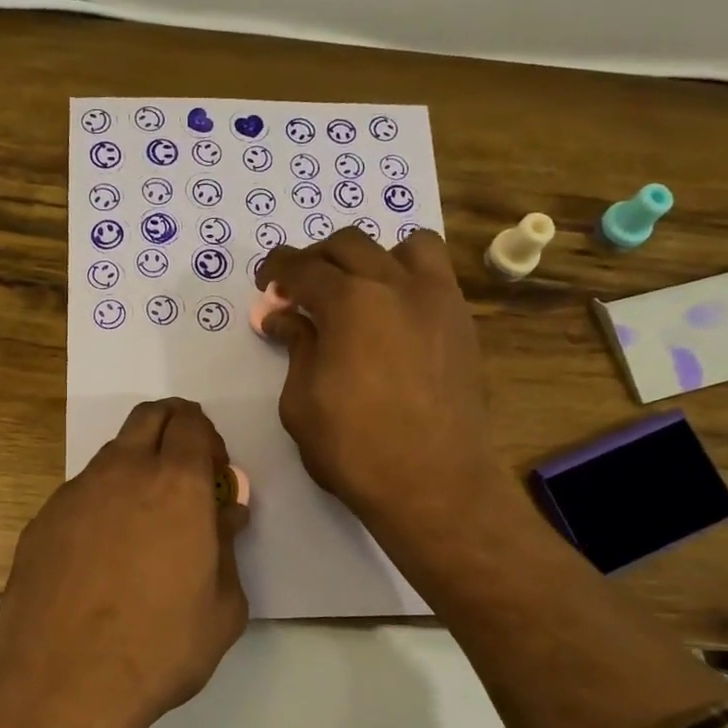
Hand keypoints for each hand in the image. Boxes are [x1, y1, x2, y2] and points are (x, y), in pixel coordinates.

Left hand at [0, 398, 248, 727]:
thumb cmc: (160, 647)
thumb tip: (225, 514)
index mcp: (177, 484)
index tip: (214, 474)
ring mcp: (74, 493)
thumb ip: (228, 548)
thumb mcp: (223, 607)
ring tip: (143, 524)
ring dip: (135, 468)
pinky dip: (100, 505)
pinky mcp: (41, 522)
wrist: (64, 683)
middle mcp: (123, 473)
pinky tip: (101, 556)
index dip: (208, 439)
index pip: (193, 423)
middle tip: (185, 472)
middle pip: (149, 417)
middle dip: (173, 427)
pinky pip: (80, 495)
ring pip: (111, 455)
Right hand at [257, 229, 507, 567]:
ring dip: (372, 257)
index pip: (303, 268)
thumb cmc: (354, 449)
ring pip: (406, 246)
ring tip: (357, 288)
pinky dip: (408, 278)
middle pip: (350, 245)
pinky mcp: (462, 323)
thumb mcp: (302, 402)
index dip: (277, 270)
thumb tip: (284, 318)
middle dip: (316, 259)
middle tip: (299, 288)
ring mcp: (438, 300)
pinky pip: (436, 276)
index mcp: (349, 303)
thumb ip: (296, 348)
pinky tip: (393, 313)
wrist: (433, 482)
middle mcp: (396, 285)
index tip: (265, 283)